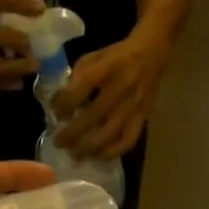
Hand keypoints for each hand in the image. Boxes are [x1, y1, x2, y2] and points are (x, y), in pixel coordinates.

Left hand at [51, 31, 170, 157]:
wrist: (152, 53)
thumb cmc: (116, 56)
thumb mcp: (93, 57)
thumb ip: (76, 77)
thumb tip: (59, 103)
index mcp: (107, 68)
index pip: (83, 87)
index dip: (66, 103)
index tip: (55, 114)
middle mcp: (121, 88)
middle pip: (94, 116)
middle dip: (72, 133)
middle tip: (58, 143)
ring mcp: (133, 105)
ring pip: (110, 133)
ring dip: (89, 147)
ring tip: (75, 155)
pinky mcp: (143, 117)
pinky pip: (128, 140)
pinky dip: (112, 152)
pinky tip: (99, 156)